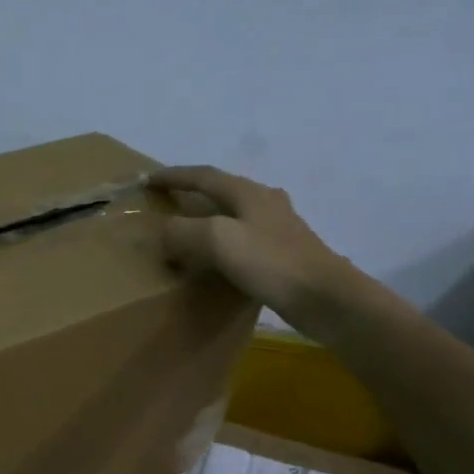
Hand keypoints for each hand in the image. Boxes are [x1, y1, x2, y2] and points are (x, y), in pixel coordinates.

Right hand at [149, 165, 357, 318]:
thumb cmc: (271, 263)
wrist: (325, 297)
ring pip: (236, 212)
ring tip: (190, 230)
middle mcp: (265, 202)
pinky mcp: (285, 252)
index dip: (174, 176)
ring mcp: (279, 227)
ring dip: (210, 216)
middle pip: (222, 189)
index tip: (148, 179)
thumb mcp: (217, 240)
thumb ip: (183, 231)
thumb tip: (165, 232)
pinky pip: (245, 237)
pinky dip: (224, 240)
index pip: (203, 176)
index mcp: (247, 192)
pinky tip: (221, 257)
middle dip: (193, 192)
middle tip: (169, 203)